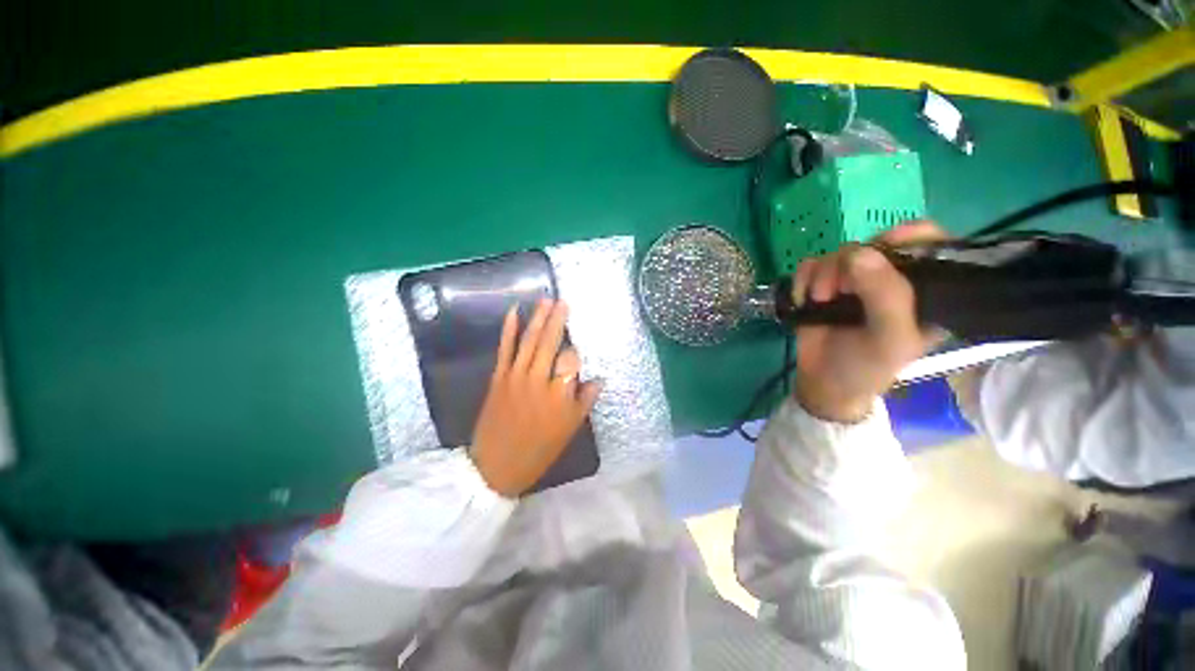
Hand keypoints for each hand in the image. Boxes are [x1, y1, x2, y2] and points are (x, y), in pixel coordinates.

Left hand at [470, 299, 601, 496]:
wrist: (496, 466)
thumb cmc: (538, 450)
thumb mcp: (569, 430)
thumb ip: (584, 402)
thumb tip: (598, 379)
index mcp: (559, 395)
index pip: (571, 361)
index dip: (575, 353)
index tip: (577, 350)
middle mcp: (538, 380)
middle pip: (550, 343)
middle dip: (558, 320)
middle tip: (563, 301)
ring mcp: (515, 376)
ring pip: (529, 341)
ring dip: (538, 319)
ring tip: (545, 300)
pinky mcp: (498, 377)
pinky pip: (504, 349)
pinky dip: (508, 329)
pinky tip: (514, 312)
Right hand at [790, 222, 947, 422]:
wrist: (822, 383)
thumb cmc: (866, 367)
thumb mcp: (889, 338)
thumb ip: (886, 296)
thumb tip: (858, 253)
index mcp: (924, 290)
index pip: (930, 244)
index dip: (910, 236)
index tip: (883, 246)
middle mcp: (891, 279)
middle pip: (876, 243)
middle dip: (852, 263)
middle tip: (841, 289)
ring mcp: (854, 281)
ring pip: (839, 253)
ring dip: (823, 275)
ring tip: (819, 300)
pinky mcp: (822, 284)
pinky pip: (811, 264)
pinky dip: (803, 278)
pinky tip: (803, 299)